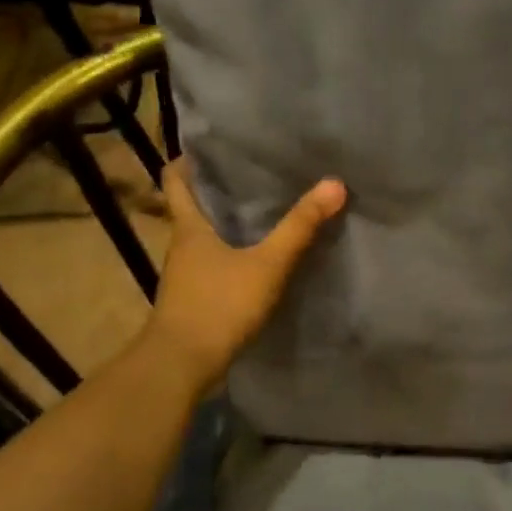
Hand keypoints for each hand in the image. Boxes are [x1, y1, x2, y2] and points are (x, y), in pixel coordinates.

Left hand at [137, 160, 346, 388]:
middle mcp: (182, 246)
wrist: (181, 366)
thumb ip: (300, 226)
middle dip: (218, 188)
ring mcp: (186, 275)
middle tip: (254, 169)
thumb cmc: (218, 305)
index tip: (212, 144)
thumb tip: (334, 183)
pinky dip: (232, 251)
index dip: (189, 159)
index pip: (176, 180)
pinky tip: (258, 255)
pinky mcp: (196, 298)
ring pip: (204, 236)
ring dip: (227, 221)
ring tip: (263, 207)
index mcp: (189, 228)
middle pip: (193, 206)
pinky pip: (214, 262)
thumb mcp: (267, 263)